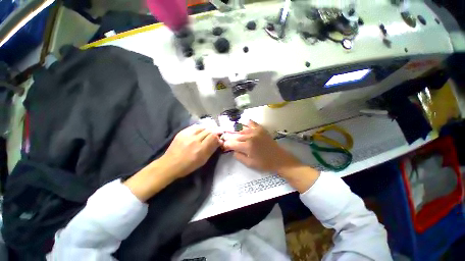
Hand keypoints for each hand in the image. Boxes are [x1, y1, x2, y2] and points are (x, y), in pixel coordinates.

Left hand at [124, 125, 220, 200]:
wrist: (170, 164)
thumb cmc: (188, 165)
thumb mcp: (203, 160)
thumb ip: (212, 149)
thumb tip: (219, 141)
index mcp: (200, 148)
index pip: (213, 136)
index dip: (218, 135)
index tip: (220, 137)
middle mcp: (194, 139)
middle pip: (208, 130)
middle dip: (214, 131)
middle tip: (216, 134)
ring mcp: (187, 134)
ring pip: (202, 127)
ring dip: (207, 129)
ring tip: (209, 133)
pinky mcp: (182, 132)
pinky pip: (194, 127)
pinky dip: (200, 129)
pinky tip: (201, 131)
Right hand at [223, 120, 318, 192]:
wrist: (279, 158)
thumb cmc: (264, 163)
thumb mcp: (249, 164)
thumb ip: (238, 156)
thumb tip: (232, 150)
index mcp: (247, 146)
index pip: (231, 143)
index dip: (226, 144)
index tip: (224, 146)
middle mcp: (250, 136)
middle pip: (235, 135)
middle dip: (228, 137)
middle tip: (225, 138)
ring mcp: (255, 131)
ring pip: (241, 128)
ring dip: (234, 130)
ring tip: (230, 132)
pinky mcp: (260, 129)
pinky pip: (251, 122)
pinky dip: (245, 123)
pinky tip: (242, 124)